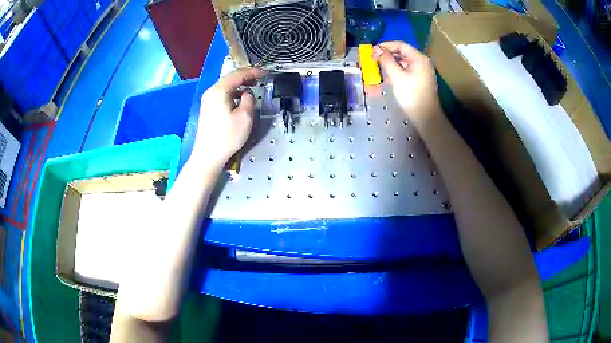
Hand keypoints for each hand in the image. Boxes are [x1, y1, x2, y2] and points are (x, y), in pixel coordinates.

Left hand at [193, 68, 266, 166]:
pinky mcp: (208, 108)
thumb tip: (247, 93)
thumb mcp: (245, 117)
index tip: (265, 73)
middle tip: (260, 78)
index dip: (253, 72)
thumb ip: (249, 99)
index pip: (238, 74)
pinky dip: (233, 93)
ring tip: (252, 87)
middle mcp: (211, 92)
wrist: (208, 155)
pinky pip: (222, 94)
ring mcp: (208, 100)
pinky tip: (240, 98)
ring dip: (240, 85)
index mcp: (219, 91)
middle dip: (246, 76)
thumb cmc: (227, 137)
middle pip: (230, 78)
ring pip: (226, 86)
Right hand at [373, 41, 440, 119]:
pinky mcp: (421, 80)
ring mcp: (423, 71)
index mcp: (419, 58)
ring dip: (392, 62)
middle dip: (388, 54)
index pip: (401, 45)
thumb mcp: (396, 76)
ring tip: (380, 67)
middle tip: (374, 58)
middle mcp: (422, 62)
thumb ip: (386, 60)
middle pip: (403, 52)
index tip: (373, 50)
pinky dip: (398, 70)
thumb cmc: (411, 94)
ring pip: (405, 62)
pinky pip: (408, 69)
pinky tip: (390, 76)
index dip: (386, 45)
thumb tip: (376, 49)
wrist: (426, 116)